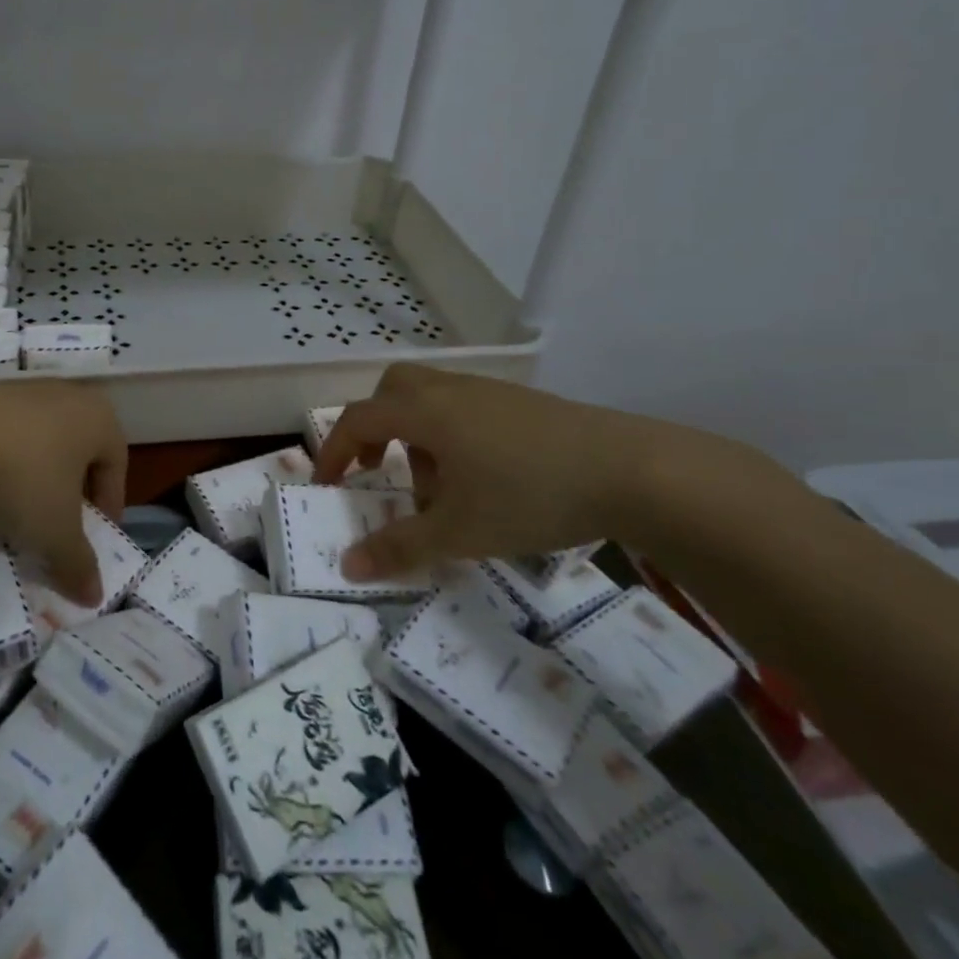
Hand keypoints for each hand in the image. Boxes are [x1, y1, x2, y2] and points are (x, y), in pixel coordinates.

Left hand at [0, 380, 127, 607]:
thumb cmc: (21, 480)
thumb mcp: (55, 533)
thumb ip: (79, 564)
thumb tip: (95, 596)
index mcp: (99, 418)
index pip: (118, 465)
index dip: (110, 506)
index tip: (95, 539)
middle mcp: (68, 395)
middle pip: (80, 451)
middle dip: (73, 492)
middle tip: (60, 528)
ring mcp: (23, 390)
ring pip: (42, 443)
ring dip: (36, 478)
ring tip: (18, 515)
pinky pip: (7, 435)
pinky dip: (4, 464)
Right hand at [313, 365, 710, 580]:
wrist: (631, 470)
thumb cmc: (530, 495)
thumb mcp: (459, 531)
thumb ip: (399, 547)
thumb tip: (348, 567)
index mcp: (424, 412)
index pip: (357, 419)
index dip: (333, 450)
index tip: (327, 485)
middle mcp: (449, 392)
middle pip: (391, 391)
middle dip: (373, 428)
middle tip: (379, 469)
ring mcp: (488, 393)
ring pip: (429, 398)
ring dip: (415, 434)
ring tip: (438, 486)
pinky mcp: (521, 403)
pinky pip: (463, 407)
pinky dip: (450, 433)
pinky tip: (482, 478)